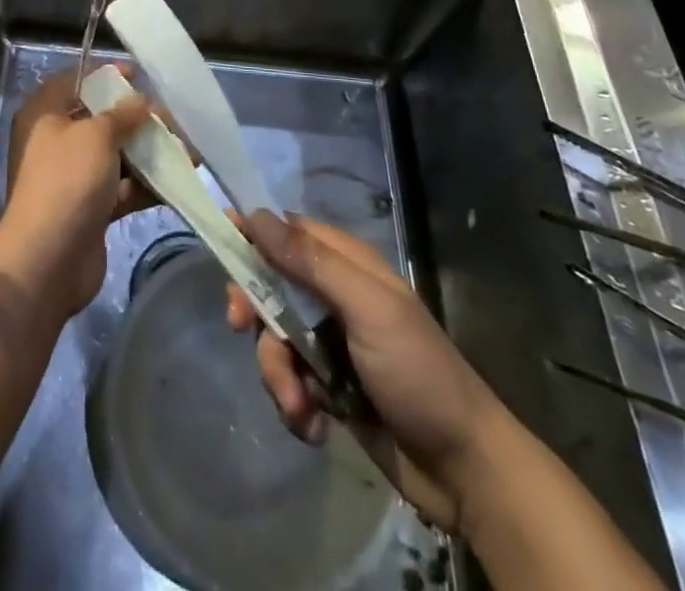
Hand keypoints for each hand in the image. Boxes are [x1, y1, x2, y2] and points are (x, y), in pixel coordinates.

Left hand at [0, 68, 155, 319]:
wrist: (48, 261)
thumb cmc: (67, 181)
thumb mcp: (96, 136)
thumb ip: (123, 115)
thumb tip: (142, 101)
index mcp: (44, 114)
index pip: (75, 82)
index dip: (106, 76)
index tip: (139, 75)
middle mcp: (56, 142)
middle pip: (100, 120)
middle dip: (136, 119)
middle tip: (172, 118)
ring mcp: (73, 177)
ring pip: (116, 156)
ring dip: (148, 153)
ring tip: (187, 151)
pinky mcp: (91, 208)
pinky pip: (122, 188)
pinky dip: (147, 184)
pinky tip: (178, 181)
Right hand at [227, 212, 507, 531]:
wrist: (466, 470)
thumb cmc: (418, 373)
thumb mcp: (367, 309)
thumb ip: (311, 262)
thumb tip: (256, 215)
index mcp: (346, 265)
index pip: (286, 232)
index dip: (252, 236)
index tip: (219, 244)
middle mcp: (333, 297)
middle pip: (269, 286)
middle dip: (255, 312)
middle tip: (241, 328)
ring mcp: (330, 343)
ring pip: (274, 338)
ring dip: (278, 374)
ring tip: (302, 407)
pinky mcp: (328, 387)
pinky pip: (288, 381)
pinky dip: (293, 403)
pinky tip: (314, 425)